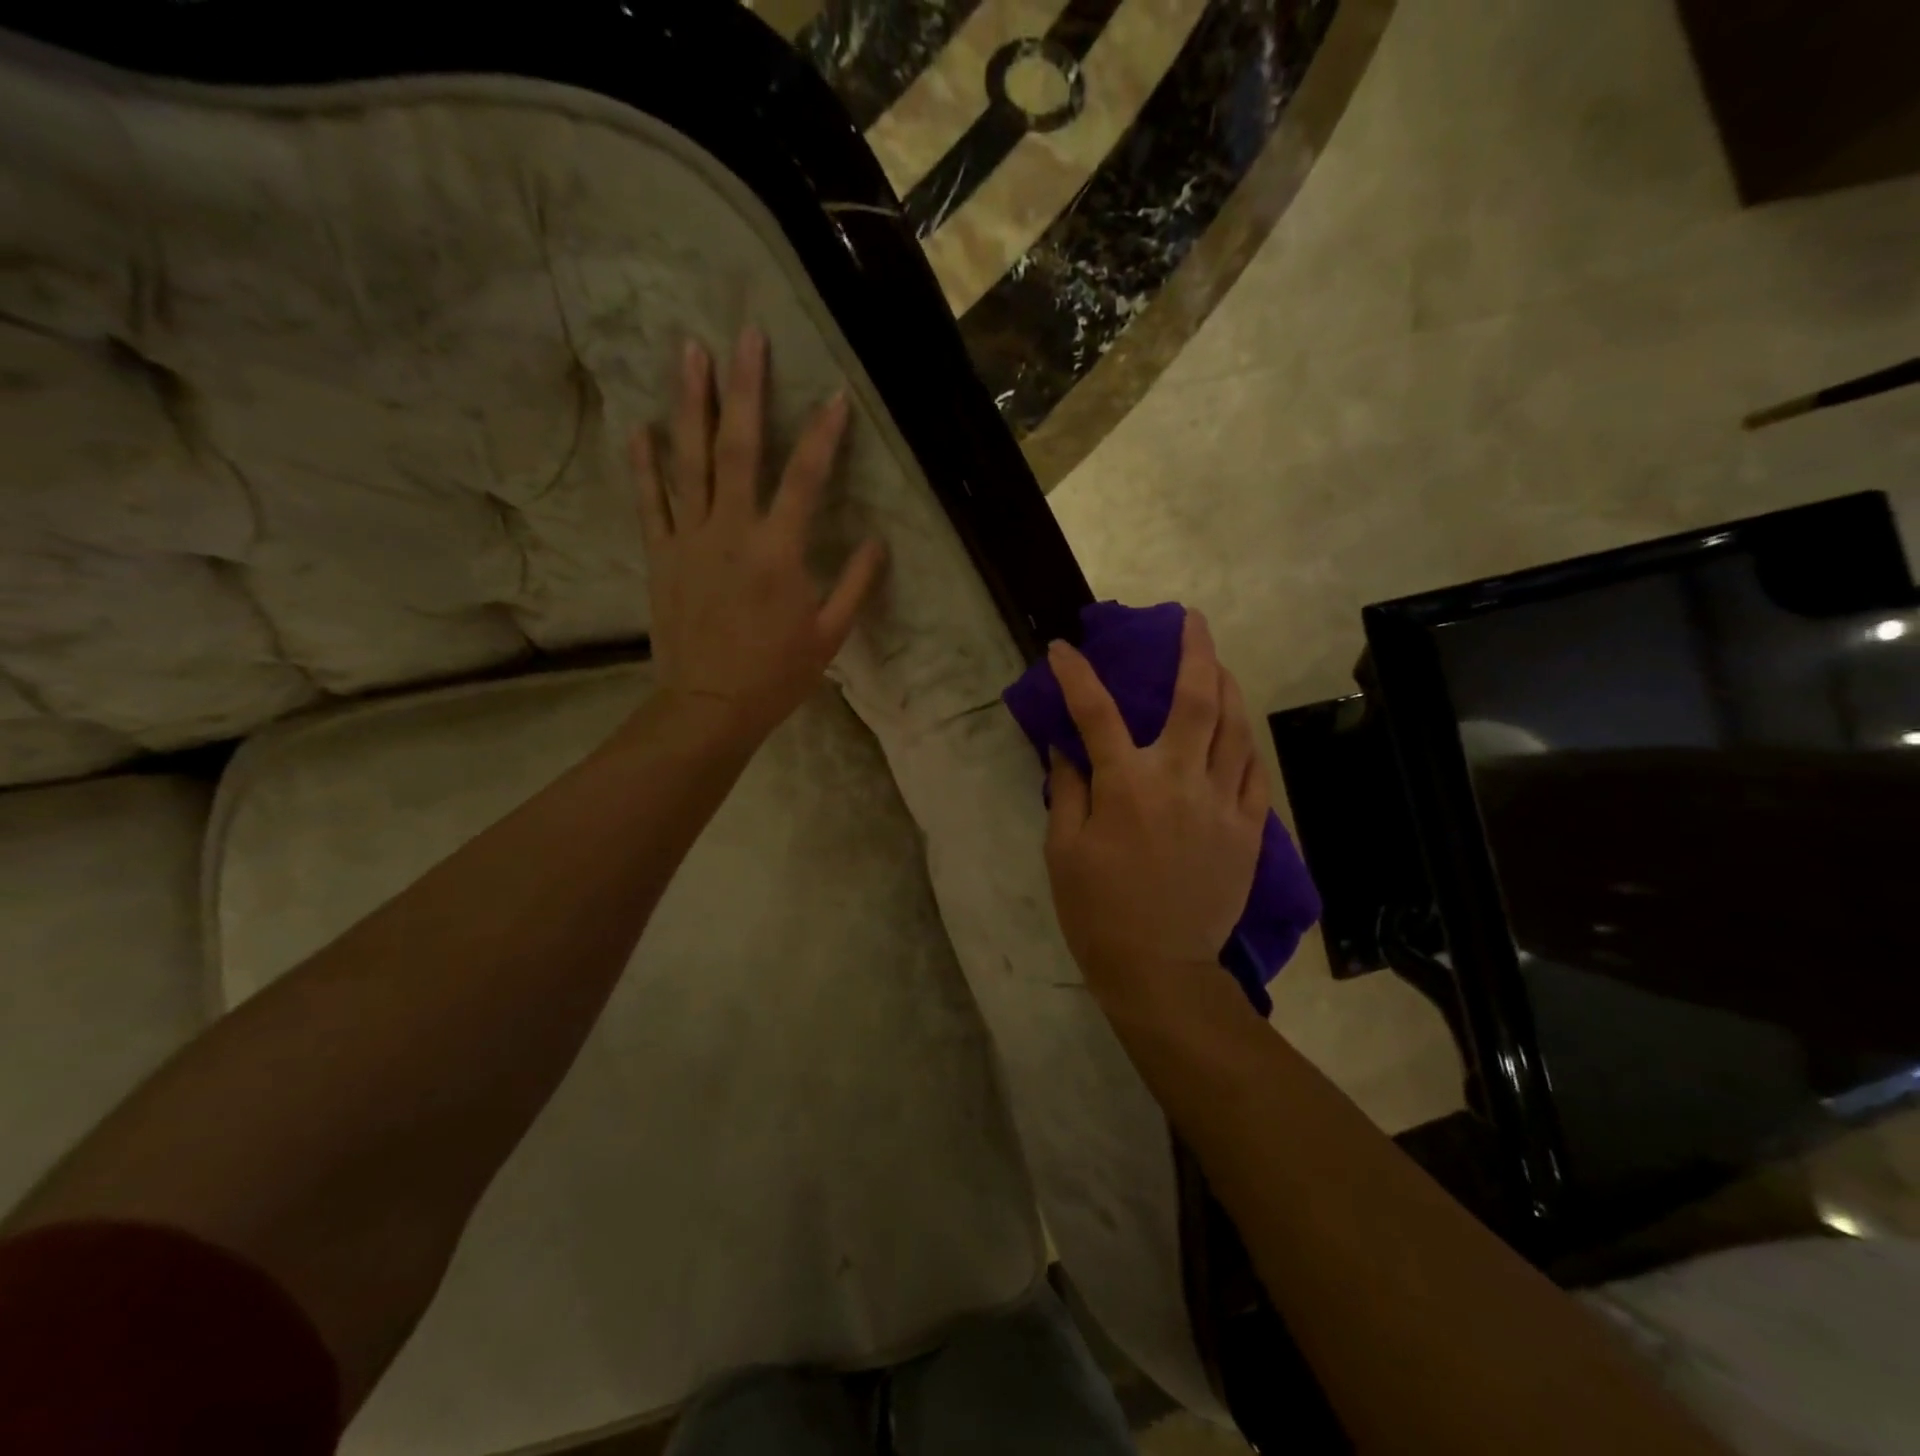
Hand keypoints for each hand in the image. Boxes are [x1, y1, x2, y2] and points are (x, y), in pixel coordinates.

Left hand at [634, 327, 886, 743]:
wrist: (709, 706)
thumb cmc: (777, 675)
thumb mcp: (830, 635)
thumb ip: (855, 584)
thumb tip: (880, 540)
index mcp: (779, 552)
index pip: (806, 479)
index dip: (824, 434)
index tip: (836, 394)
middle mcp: (732, 532)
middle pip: (740, 448)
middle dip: (746, 388)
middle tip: (747, 335)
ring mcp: (690, 540)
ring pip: (690, 461)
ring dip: (691, 404)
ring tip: (691, 352)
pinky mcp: (662, 556)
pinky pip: (650, 503)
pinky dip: (645, 465)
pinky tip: (640, 427)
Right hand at [1044, 611, 1269, 1005]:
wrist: (1161, 968)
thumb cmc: (1099, 910)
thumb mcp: (1063, 850)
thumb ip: (1068, 790)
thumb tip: (1066, 748)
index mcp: (1127, 785)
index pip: (1096, 712)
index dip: (1078, 675)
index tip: (1064, 649)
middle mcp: (1179, 780)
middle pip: (1195, 700)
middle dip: (1194, 651)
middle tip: (1193, 620)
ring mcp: (1222, 802)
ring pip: (1235, 727)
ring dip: (1228, 686)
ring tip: (1220, 664)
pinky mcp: (1247, 828)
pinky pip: (1254, 772)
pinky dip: (1245, 742)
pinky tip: (1239, 728)